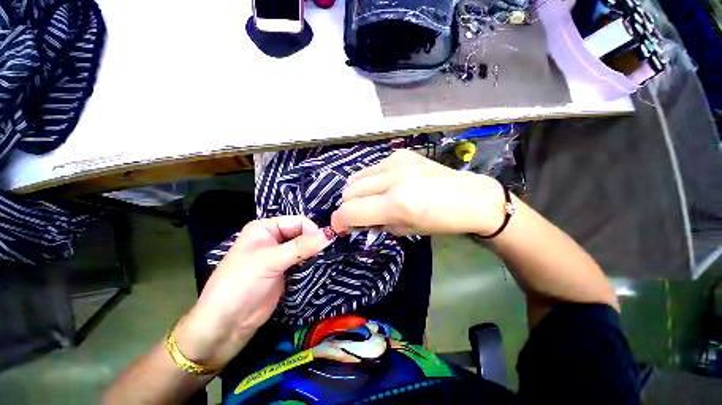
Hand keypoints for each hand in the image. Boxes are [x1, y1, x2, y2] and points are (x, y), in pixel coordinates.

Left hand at [174, 216, 331, 367]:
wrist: (227, 324)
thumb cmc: (241, 284)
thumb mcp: (270, 261)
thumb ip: (301, 247)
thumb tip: (329, 234)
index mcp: (266, 228)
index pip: (298, 221)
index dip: (312, 230)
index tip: (325, 243)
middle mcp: (275, 238)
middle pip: (303, 233)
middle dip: (315, 241)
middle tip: (330, 251)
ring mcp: (281, 255)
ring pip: (306, 248)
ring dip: (316, 253)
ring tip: (329, 258)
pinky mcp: (287, 271)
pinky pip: (305, 261)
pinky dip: (313, 263)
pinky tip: (322, 265)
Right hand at [331, 150, 506, 235]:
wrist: (468, 197)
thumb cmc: (439, 221)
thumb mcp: (404, 229)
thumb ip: (374, 223)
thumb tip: (354, 220)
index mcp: (397, 203)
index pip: (351, 211)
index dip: (339, 221)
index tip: (340, 226)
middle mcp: (393, 178)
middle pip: (349, 191)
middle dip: (348, 206)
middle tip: (359, 214)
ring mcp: (396, 161)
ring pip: (357, 177)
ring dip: (358, 192)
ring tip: (371, 199)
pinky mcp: (400, 153)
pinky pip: (372, 169)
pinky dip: (371, 181)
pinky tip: (385, 185)